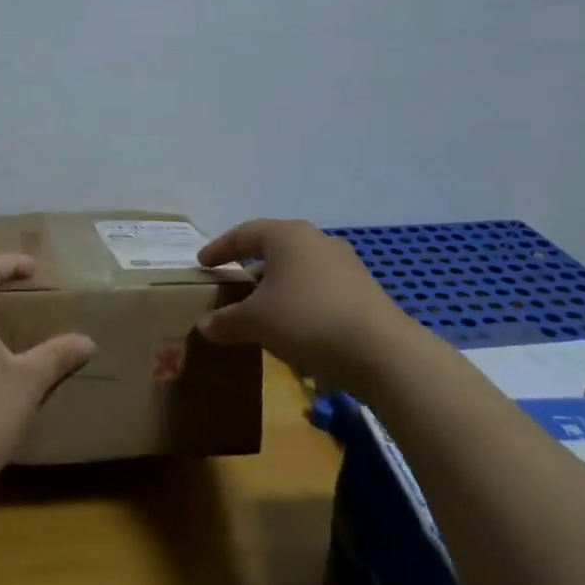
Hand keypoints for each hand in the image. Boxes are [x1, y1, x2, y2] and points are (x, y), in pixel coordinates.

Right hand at [197, 219, 410, 390]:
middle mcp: (317, 240)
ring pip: (299, 270)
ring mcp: (345, 264)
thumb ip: (227, 321)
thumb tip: (205, 326)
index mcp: (287, 235)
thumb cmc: (306, 319)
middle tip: (231, 284)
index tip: (203, 264)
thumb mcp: (256, 322)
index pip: (244, 234)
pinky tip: (294, 327)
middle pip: (274, 248)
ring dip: (277, 287)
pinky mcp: (363, 291)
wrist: (381, 351)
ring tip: (261, 310)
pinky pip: (319, 289)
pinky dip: (300, 301)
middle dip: (250, 267)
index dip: (220, 248)